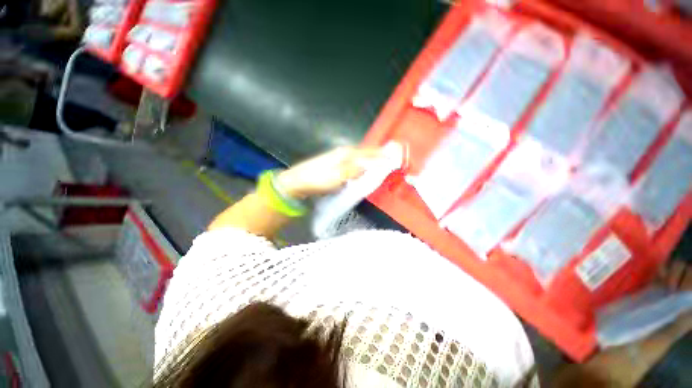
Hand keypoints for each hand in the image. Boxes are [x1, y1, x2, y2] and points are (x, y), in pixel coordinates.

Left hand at [276, 146, 381, 198]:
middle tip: (391, 159)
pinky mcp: (336, 165)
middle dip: (378, 155)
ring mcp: (339, 158)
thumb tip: (370, 166)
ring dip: (371, 160)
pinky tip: (364, 170)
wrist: (298, 181)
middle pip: (365, 153)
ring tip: (381, 163)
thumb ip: (353, 170)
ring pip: (360, 157)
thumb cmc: (317, 179)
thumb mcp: (337, 176)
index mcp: (346, 154)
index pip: (369, 152)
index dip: (381, 154)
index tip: (395, 155)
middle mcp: (344, 153)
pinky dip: (362, 165)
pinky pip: (354, 163)